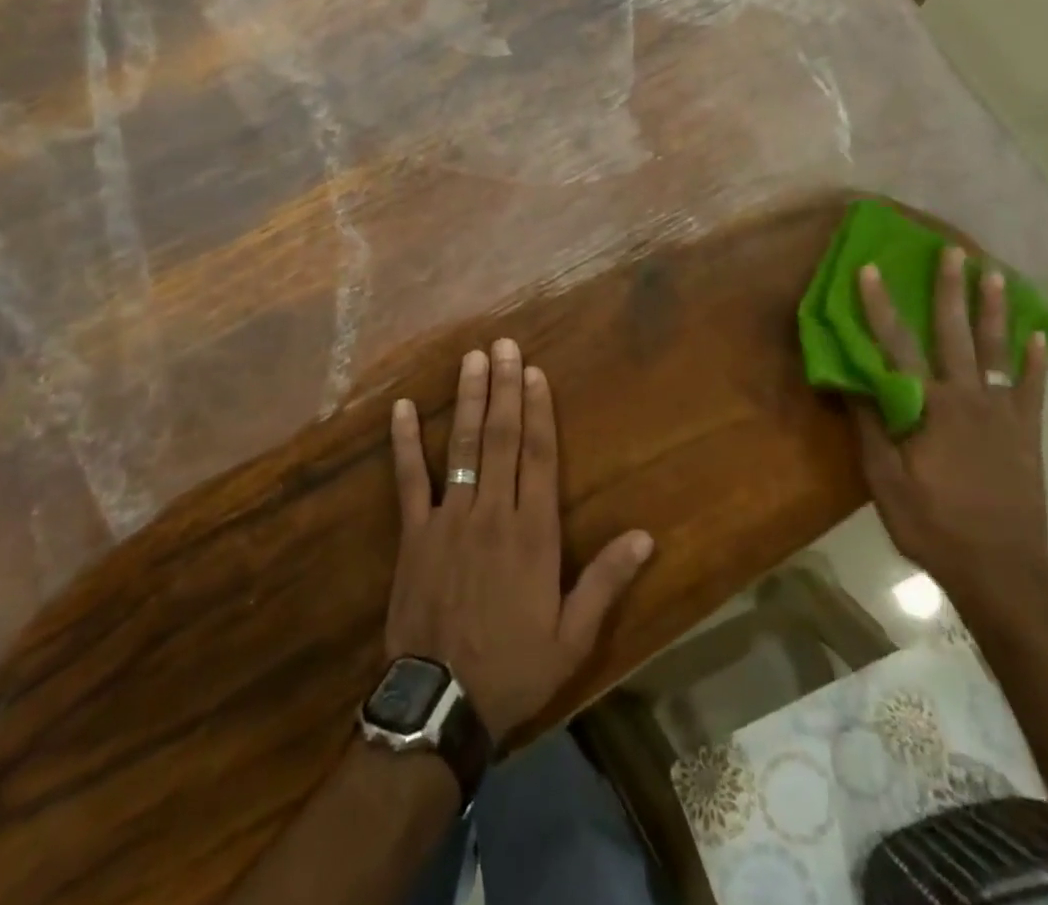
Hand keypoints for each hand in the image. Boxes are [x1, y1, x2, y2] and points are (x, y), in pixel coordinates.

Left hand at [386, 338, 654, 744]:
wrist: (441, 703)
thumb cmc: (514, 667)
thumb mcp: (572, 636)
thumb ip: (606, 581)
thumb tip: (645, 536)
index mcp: (533, 533)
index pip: (539, 456)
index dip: (539, 410)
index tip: (536, 372)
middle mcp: (492, 512)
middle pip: (501, 438)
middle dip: (505, 387)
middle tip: (504, 345)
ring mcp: (449, 518)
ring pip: (462, 446)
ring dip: (468, 399)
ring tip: (472, 359)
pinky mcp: (414, 533)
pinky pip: (408, 479)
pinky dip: (405, 443)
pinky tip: (402, 407)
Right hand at [854, 247, 1047, 606]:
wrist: (1003, 570)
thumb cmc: (934, 525)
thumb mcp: (885, 481)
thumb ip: (871, 427)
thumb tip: (849, 380)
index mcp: (930, 408)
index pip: (898, 346)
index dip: (880, 306)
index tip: (870, 270)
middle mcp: (968, 400)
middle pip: (955, 335)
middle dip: (951, 290)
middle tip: (952, 251)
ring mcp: (1004, 415)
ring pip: (998, 351)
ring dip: (994, 311)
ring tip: (995, 274)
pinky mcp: (1027, 434)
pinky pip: (1032, 389)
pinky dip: (1035, 361)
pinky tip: (1040, 336)